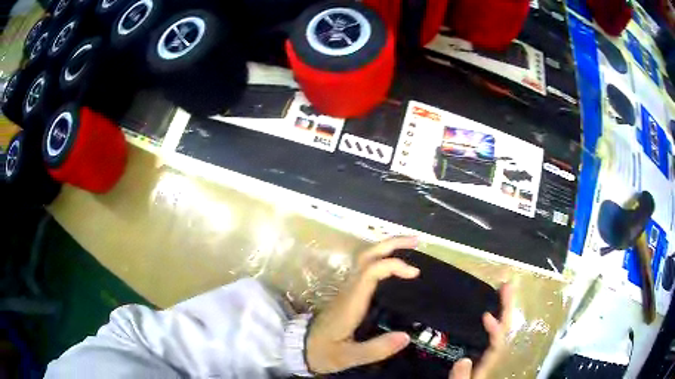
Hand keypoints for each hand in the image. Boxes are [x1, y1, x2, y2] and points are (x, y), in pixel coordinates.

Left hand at [305, 236, 419, 373]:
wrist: (300, 348)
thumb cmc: (324, 352)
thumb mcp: (349, 357)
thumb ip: (377, 349)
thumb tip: (407, 336)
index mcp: (351, 302)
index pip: (370, 271)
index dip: (393, 265)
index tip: (415, 274)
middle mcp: (348, 290)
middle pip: (366, 256)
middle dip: (391, 244)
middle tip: (416, 242)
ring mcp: (347, 290)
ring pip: (365, 259)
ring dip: (387, 249)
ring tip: (411, 249)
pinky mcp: (348, 294)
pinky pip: (366, 269)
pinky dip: (383, 260)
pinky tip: (395, 267)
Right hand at [449, 283, 513, 378]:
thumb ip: (461, 378)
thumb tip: (463, 359)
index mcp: (488, 364)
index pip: (497, 344)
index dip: (495, 330)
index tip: (487, 316)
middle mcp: (490, 355)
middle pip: (504, 330)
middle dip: (507, 308)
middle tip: (507, 285)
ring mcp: (486, 352)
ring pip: (499, 328)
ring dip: (503, 308)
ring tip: (502, 289)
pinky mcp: (479, 352)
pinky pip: (488, 332)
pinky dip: (491, 319)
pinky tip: (487, 308)